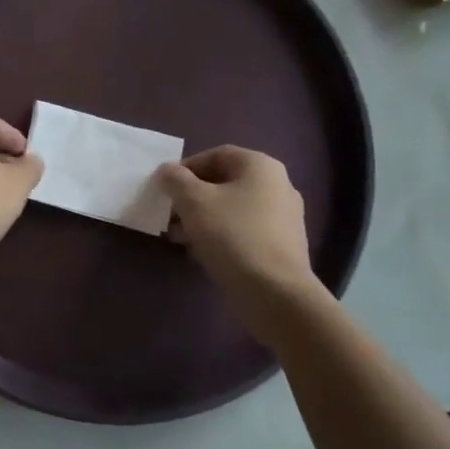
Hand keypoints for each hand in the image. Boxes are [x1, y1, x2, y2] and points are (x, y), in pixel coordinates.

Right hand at [157, 147, 324, 327]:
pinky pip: (244, 231)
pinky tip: (202, 253)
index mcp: (260, 167)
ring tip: (180, 237)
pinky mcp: (282, 246)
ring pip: (232, 209)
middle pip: (224, 182)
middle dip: (192, 197)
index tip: (166, 188)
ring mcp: (284, 218)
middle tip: (170, 214)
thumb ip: (175, 179)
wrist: (275, 293)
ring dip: (202, 218)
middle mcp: (278, 186)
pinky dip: (221, 236)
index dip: (186, 167)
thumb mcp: (193, 201)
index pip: (216, 154)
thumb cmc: (232, 235)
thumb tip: (167, 171)